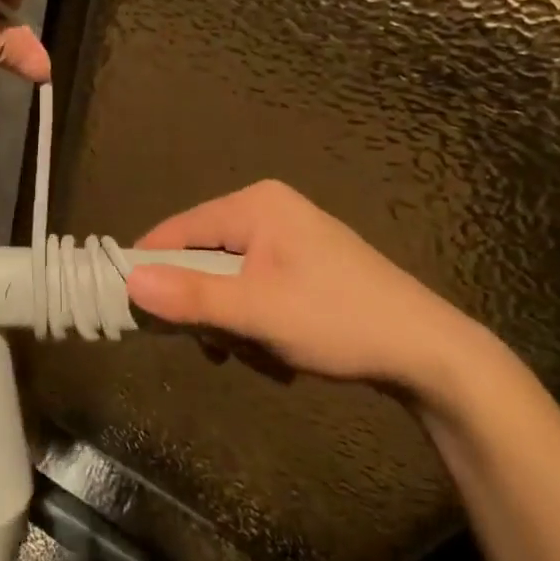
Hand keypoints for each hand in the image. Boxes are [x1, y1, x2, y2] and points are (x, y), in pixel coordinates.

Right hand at [125, 181, 486, 391]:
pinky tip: (281, 353)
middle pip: (205, 256)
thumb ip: (193, 296)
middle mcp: (268, 209)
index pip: (180, 229)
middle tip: (223, 348)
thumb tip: (130, 280)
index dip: (152, 267)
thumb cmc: (338, 320)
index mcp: (255, 205)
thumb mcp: (259, 312)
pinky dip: (257, 322)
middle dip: (209, 308)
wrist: (429, 353)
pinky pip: (255, 288)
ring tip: (263, 355)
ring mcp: (289, 236)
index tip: (133, 309)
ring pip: (229, 279)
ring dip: (235, 323)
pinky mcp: (304, 264)